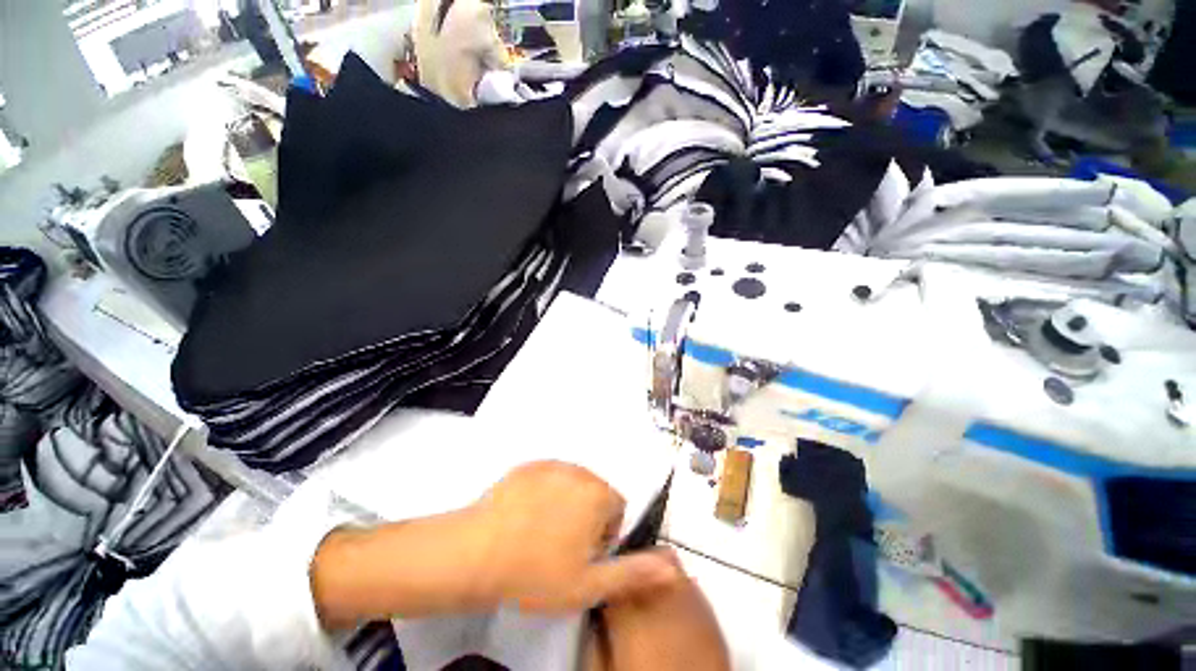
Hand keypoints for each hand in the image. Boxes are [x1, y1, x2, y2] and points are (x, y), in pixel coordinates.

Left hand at [311, 461, 679, 628]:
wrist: (478, 552)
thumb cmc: (537, 572)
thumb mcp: (589, 584)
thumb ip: (635, 573)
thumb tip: (674, 568)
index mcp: (599, 494)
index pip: (617, 510)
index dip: (603, 537)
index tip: (582, 557)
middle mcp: (580, 471)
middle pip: (595, 494)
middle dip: (587, 518)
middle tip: (561, 548)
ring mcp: (552, 464)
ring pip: (572, 485)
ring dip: (566, 504)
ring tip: (541, 533)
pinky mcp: (528, 465)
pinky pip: (548, 478)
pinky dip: (544, 493)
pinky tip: (525, 516)